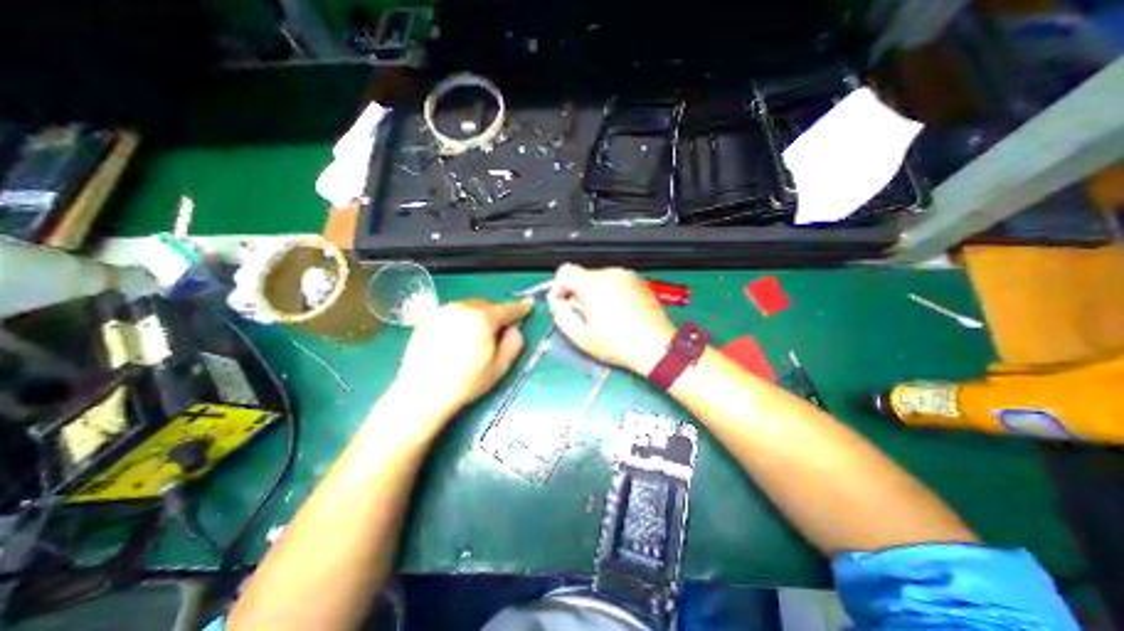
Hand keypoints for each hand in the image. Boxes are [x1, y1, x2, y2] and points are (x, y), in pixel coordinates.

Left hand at [394, 297, 533, 416]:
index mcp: (483, 318)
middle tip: (496, 333)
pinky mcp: (428, 318)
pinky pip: (453, 313)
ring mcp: (443, 311)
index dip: (521, 307)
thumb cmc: (466, 382)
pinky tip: (455, 339)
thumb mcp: (500, 366)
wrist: (422, 392)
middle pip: (487, 305)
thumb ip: (514, 342)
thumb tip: (515, 328)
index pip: (508, 309)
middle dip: (495, 315)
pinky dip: (460, 320)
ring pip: (469, 307)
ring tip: (473, 338)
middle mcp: (462, 308)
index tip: (529, 304)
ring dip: (477, 317)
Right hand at [548, 261, 670, 375]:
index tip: (563, 304)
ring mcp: (628, 276)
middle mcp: (611, 274)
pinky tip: (618, 312)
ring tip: (604, 316)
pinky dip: (610, 292)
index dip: (559, 287)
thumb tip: (557, 303)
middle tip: (585, 316)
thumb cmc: (619, 345)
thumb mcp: (582, 337)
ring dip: (594, 293)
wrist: (657, 346)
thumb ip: (561, 316)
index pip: (565, 271)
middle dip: (577, 293)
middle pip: (582, 275)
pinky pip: (615, 281)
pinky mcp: (639, 281)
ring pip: (598, 278)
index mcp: (595, 285)